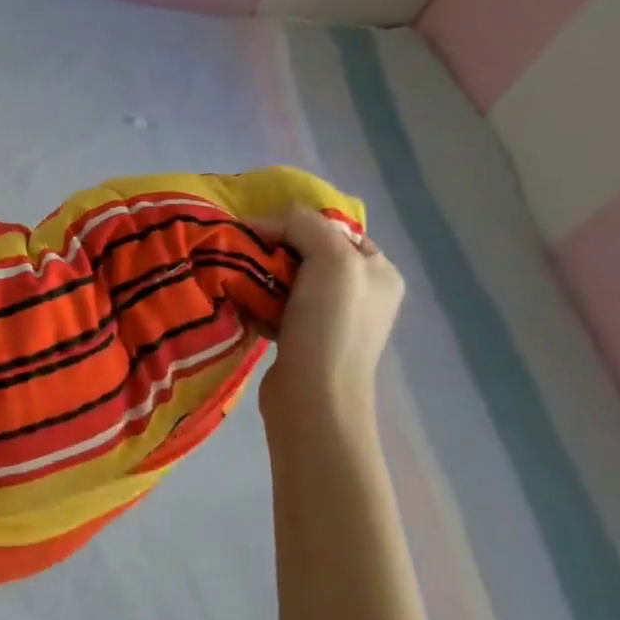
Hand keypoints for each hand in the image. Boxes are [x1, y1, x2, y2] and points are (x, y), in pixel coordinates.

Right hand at [253, 206, 403, 435]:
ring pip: (288, 279)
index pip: (332, 228)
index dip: (296, 224)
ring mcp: (333, 319)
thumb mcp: (330, 259)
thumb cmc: (331, 325)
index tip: (260, 232)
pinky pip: (276, 306)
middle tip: (246, 255)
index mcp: (379, 271)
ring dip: (262, 276)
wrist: (314, 398)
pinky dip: (258, 302)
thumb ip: (303, 224)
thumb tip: (263, 222)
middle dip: (275, 250)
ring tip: (240, 279)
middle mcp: (362, 292)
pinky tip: (244, 304)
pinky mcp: (305, 340)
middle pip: (307, 252)